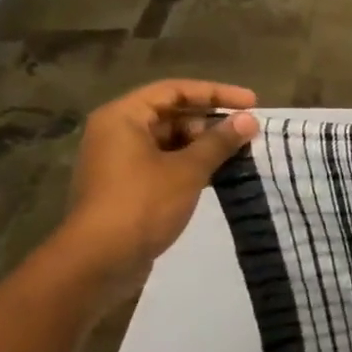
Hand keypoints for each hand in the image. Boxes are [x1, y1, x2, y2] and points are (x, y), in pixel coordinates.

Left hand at [59, 81, 258, 279]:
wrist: (99, 261)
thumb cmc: (142, 204)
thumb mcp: (188, 169)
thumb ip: (220, 141)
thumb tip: (249, 120)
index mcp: (123, 117)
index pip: (175, 90)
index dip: (216, 93)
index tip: (252, 103)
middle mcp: (117, 132)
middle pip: (172, 113)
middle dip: (211, 120)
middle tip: (248, 130)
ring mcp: (120, 160)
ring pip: (170, 140)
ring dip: (204, 143)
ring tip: (240, 151)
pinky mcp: (128, 185)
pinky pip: (165, 162)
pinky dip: (192, 162)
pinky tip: (220, 172)